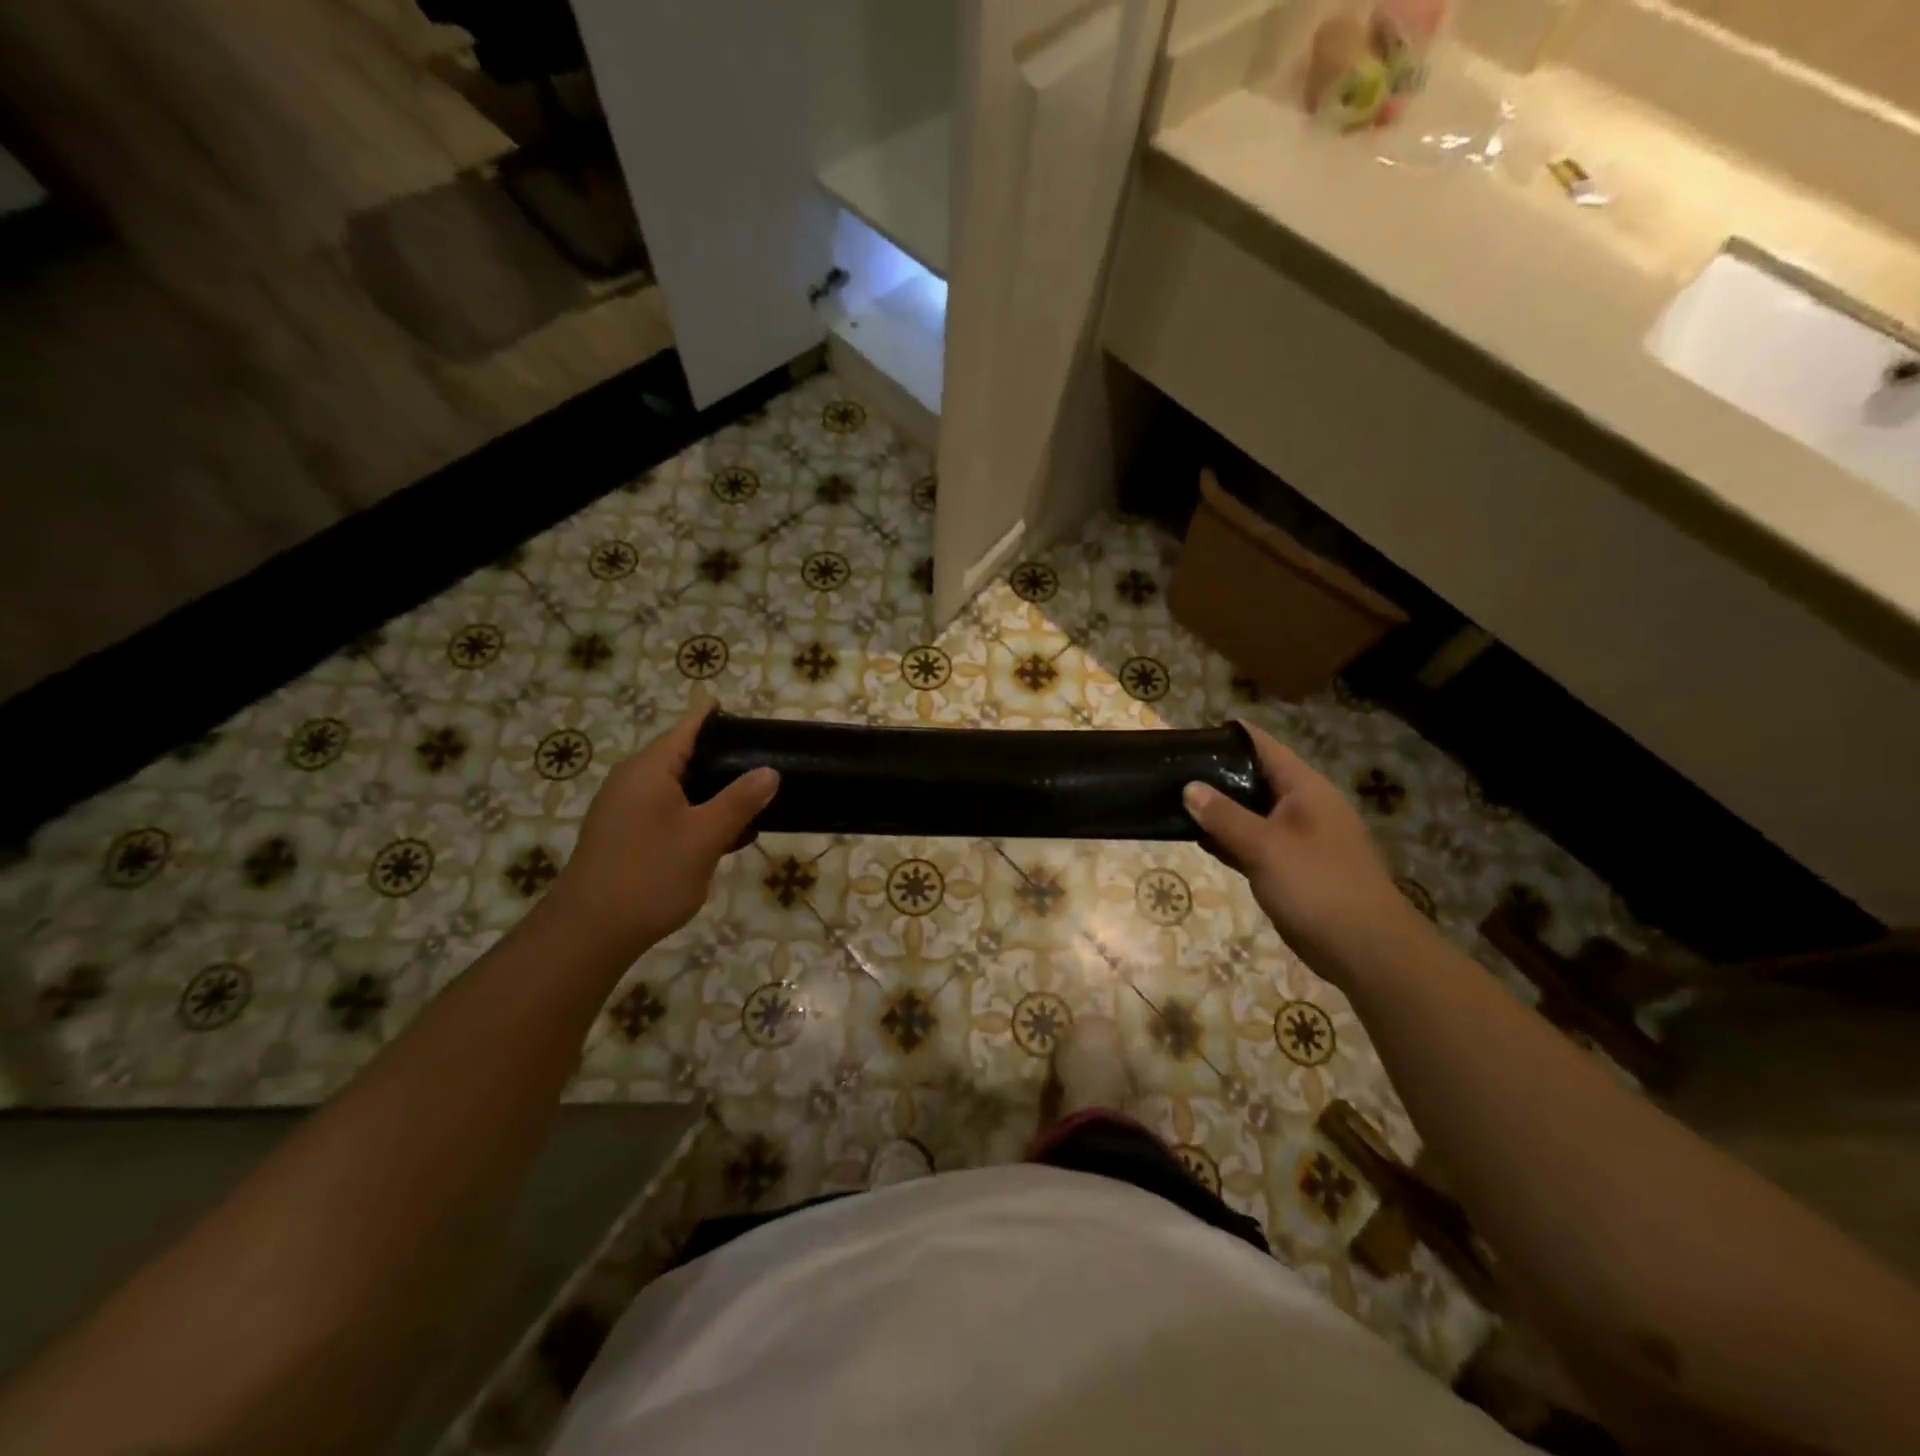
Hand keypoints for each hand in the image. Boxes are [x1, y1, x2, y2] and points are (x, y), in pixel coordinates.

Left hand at [549, 701, 778, 958]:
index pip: (690, 726)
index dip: (721, 719)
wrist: (590, 932)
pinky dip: (698, 814)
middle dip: (726, 759)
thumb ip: (740, 800)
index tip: (757, 723)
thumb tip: (770, 771)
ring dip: (715, 792)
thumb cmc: (650, 875)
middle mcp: (634, 780)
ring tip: (756, 801)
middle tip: (768, 765)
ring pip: (680, 787)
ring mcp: (626, 808)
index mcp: (650, 768)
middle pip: (686, 755)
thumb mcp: (705, 836)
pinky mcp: (627, 835)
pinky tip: (726, 835)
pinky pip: (669, 811)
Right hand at [1183, 722, 1416, 983]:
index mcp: (1305, 788)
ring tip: (1174, 800)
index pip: (1262, 746)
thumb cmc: (1318, 886)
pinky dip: (1229, 839)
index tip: (1188, 736)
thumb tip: (1189, 787)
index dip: (1227, 737)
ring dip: (1219, 809)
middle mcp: (1303, 806)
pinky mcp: (1291, 867)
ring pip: (1251, 812)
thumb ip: (1225, 816)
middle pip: (1254, 777)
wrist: (1365, 949)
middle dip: (1216, 774)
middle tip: (1171, 770)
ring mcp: (1298, 838)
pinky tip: (1199, 839)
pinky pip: (1253, 842)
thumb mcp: (1266, 847)